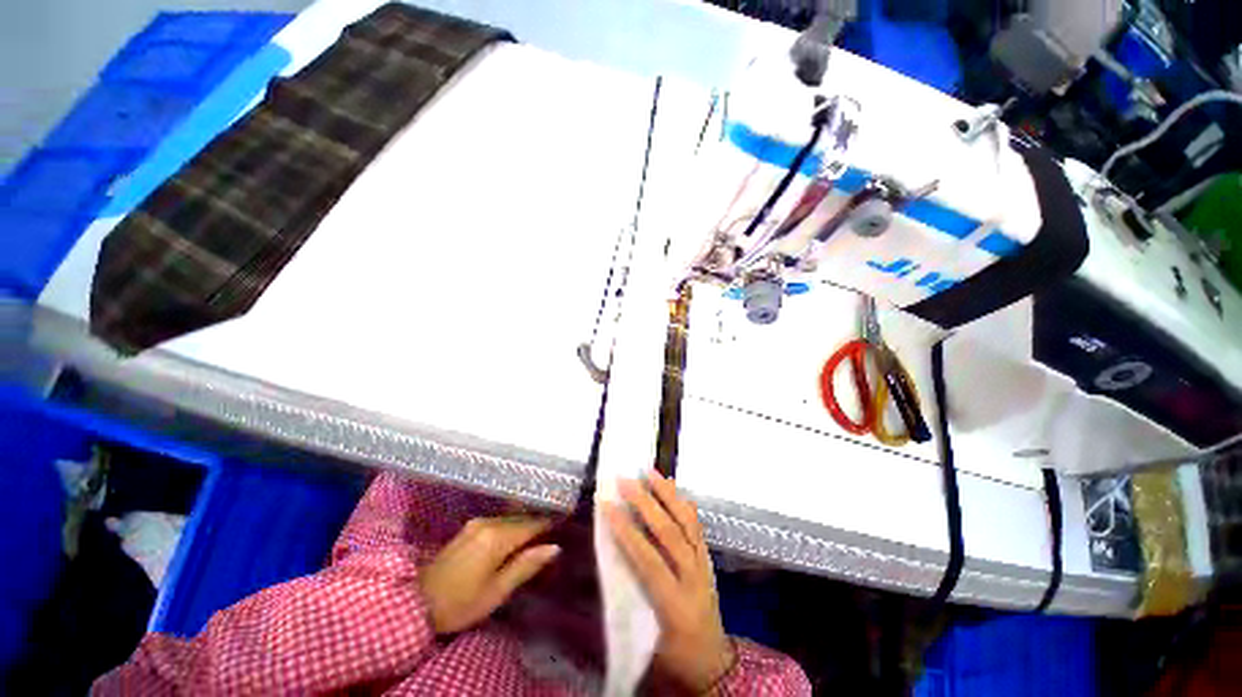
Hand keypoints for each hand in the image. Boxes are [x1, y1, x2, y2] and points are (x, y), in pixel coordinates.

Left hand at [420, 516, 559, 634]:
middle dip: (538, 522)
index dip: (550, 522)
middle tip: (556, 526)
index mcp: (497, 537)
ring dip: (524, 524)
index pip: (532, 524)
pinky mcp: (469, 528)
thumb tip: (554, 547)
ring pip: (509, 519)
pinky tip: (516, 535)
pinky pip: (498, 522)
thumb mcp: (497, 591)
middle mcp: (488, 523)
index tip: (566, 517)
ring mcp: (477, 524)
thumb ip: (526, 566)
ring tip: (540, 531)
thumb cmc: (460, 603)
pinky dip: (511, 526)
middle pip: (521, 519)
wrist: (415, 603)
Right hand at [604, 470, 735, 693]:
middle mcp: (693, 578)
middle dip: (645, 504)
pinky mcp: (707, 557)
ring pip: (687, 523)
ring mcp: (704, 564)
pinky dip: (682, 503)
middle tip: (626, 481)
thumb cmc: (674, 657)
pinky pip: (696, 525)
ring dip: (667, 495)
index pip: (648, 561)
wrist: (713, 664)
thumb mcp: (649, 640)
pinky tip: (672, 486)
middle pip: (670, 533)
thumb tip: (611, 560)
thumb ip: (632, 599)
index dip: (627, 532)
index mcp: (675, 605)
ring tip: (650, 472)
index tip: (608, 507)